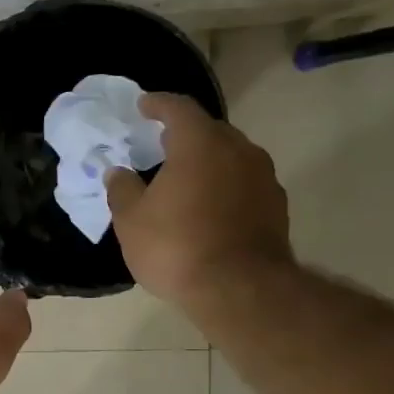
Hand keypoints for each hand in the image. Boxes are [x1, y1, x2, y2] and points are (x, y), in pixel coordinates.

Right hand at [104, 94, 292, 318]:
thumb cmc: (176, 247)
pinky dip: (224, 187)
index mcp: (199, 144)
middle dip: (184, 134)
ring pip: (230, 157)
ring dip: (207, 163)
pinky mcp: (276, 206)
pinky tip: (208, 209)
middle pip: (209, 131)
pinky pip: (243, 184)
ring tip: (185, 179)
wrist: (239, 289)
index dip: (158, 104)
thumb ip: (122, 189)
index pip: (178, 108)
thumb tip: (118, 172)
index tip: (144, 105)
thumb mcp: (131, 220)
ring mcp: (263, 177)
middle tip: (161, 145)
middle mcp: (238, 150)